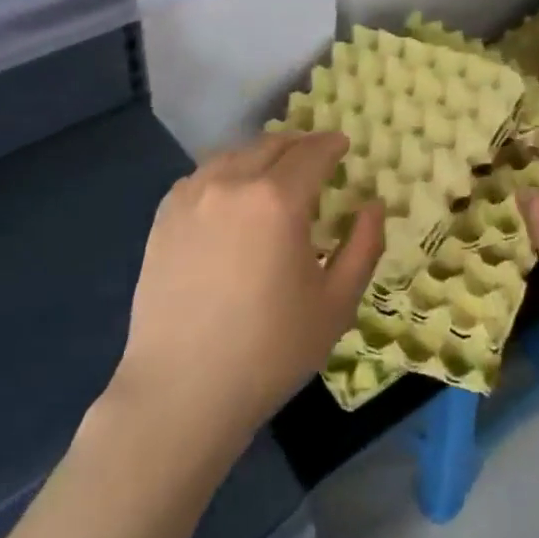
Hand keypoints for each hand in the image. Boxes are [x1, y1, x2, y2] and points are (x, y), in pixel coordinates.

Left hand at [110, 132, 383, 445]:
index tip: (343, 146)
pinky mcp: (164, 217)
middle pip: (272, 145)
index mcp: (277, 200)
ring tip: (274, 176)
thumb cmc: (269, 351)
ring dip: (262, 156)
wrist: (181, 392)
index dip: (332, 144)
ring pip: (234, 155)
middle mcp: (232, 183)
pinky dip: (226, 174)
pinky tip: (232, 199)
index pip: (312, 152)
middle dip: (299, 146)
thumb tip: (374, 205)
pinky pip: (203, 176)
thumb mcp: (336, 304)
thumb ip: (364, 246)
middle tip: (315, 160)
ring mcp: (192, 197)